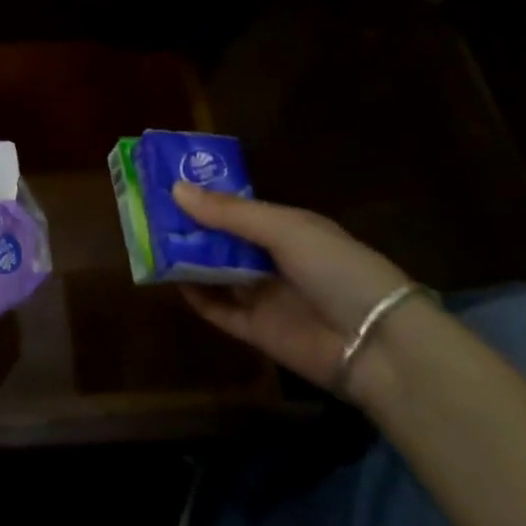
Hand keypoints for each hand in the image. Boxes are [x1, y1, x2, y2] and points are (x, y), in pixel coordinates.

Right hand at [171, 184, 411, 392]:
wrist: (378, 345)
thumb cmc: (337, 269)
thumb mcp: (284, 228)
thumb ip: (229, 213)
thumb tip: (175, 190)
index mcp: (286, 228)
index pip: (237, 207)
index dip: (205, 195)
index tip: (167, 181)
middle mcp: (272, 259)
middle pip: (221, 239)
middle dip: (189, 226)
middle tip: (147, 209)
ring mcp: (263, 295)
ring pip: (214, 271)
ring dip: (186, 257)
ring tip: (148, 239)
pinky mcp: (255, 330)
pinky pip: (217, 309)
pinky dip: (194, 295)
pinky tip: (168, 279)